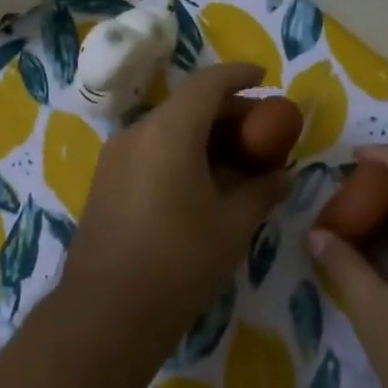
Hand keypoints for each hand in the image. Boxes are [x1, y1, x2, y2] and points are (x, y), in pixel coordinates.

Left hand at [58, 62, 289, 351]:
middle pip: (187, 105)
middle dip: (228, 112)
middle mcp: (136, 133)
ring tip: (238, 160)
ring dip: (204, 135)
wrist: (107, 312)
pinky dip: (181, 153)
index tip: (265, 78)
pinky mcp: (106, 183)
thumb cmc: (179, 261)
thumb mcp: (232, 226)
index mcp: (168, 131)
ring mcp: (115, 158)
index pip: (208, 83)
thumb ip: (260, 191)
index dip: (239, 75)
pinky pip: (150, 152)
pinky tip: (203, 182)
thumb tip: (282, 176)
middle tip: (263, 132)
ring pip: (167, 129)